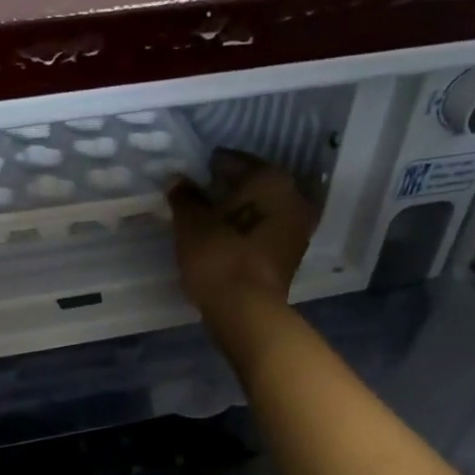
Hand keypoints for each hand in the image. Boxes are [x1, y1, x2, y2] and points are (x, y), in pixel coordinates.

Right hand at [166, 149, 318, 321]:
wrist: (247, 312)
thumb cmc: (219, 258)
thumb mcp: (191, 224)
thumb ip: (184, 197)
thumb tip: (178, 179)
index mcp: (271, 179)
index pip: (233, 161)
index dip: (207, 168)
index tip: (188, 177)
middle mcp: (293, 196)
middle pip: (251, 185)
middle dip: (225, 189)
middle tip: (195, 197)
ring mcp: (296, 228)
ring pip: (259, 209)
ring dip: (236, 212)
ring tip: (205, 220)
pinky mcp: (290, 254)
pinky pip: (262, 231)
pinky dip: (244, 231)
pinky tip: (221, 239)